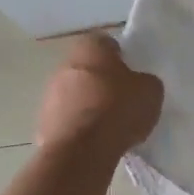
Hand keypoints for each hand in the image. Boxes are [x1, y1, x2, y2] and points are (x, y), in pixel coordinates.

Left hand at [35, 33, 162, 158]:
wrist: (82, 151)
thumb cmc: (118, 109)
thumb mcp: (151, 91)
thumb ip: (145, 81)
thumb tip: (140, 84)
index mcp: (91, 48)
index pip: (107, 43)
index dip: (121, 57)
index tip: (132, 74)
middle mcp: (65, 64)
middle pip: (88, 68)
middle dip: (103, 81)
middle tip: (122, 99)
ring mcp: (49, 94)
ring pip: (74, 93)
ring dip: (88, 104)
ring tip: (109, 124)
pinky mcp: (43, 122)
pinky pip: (67, 119)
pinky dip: (78, 126)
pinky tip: (95, 140)